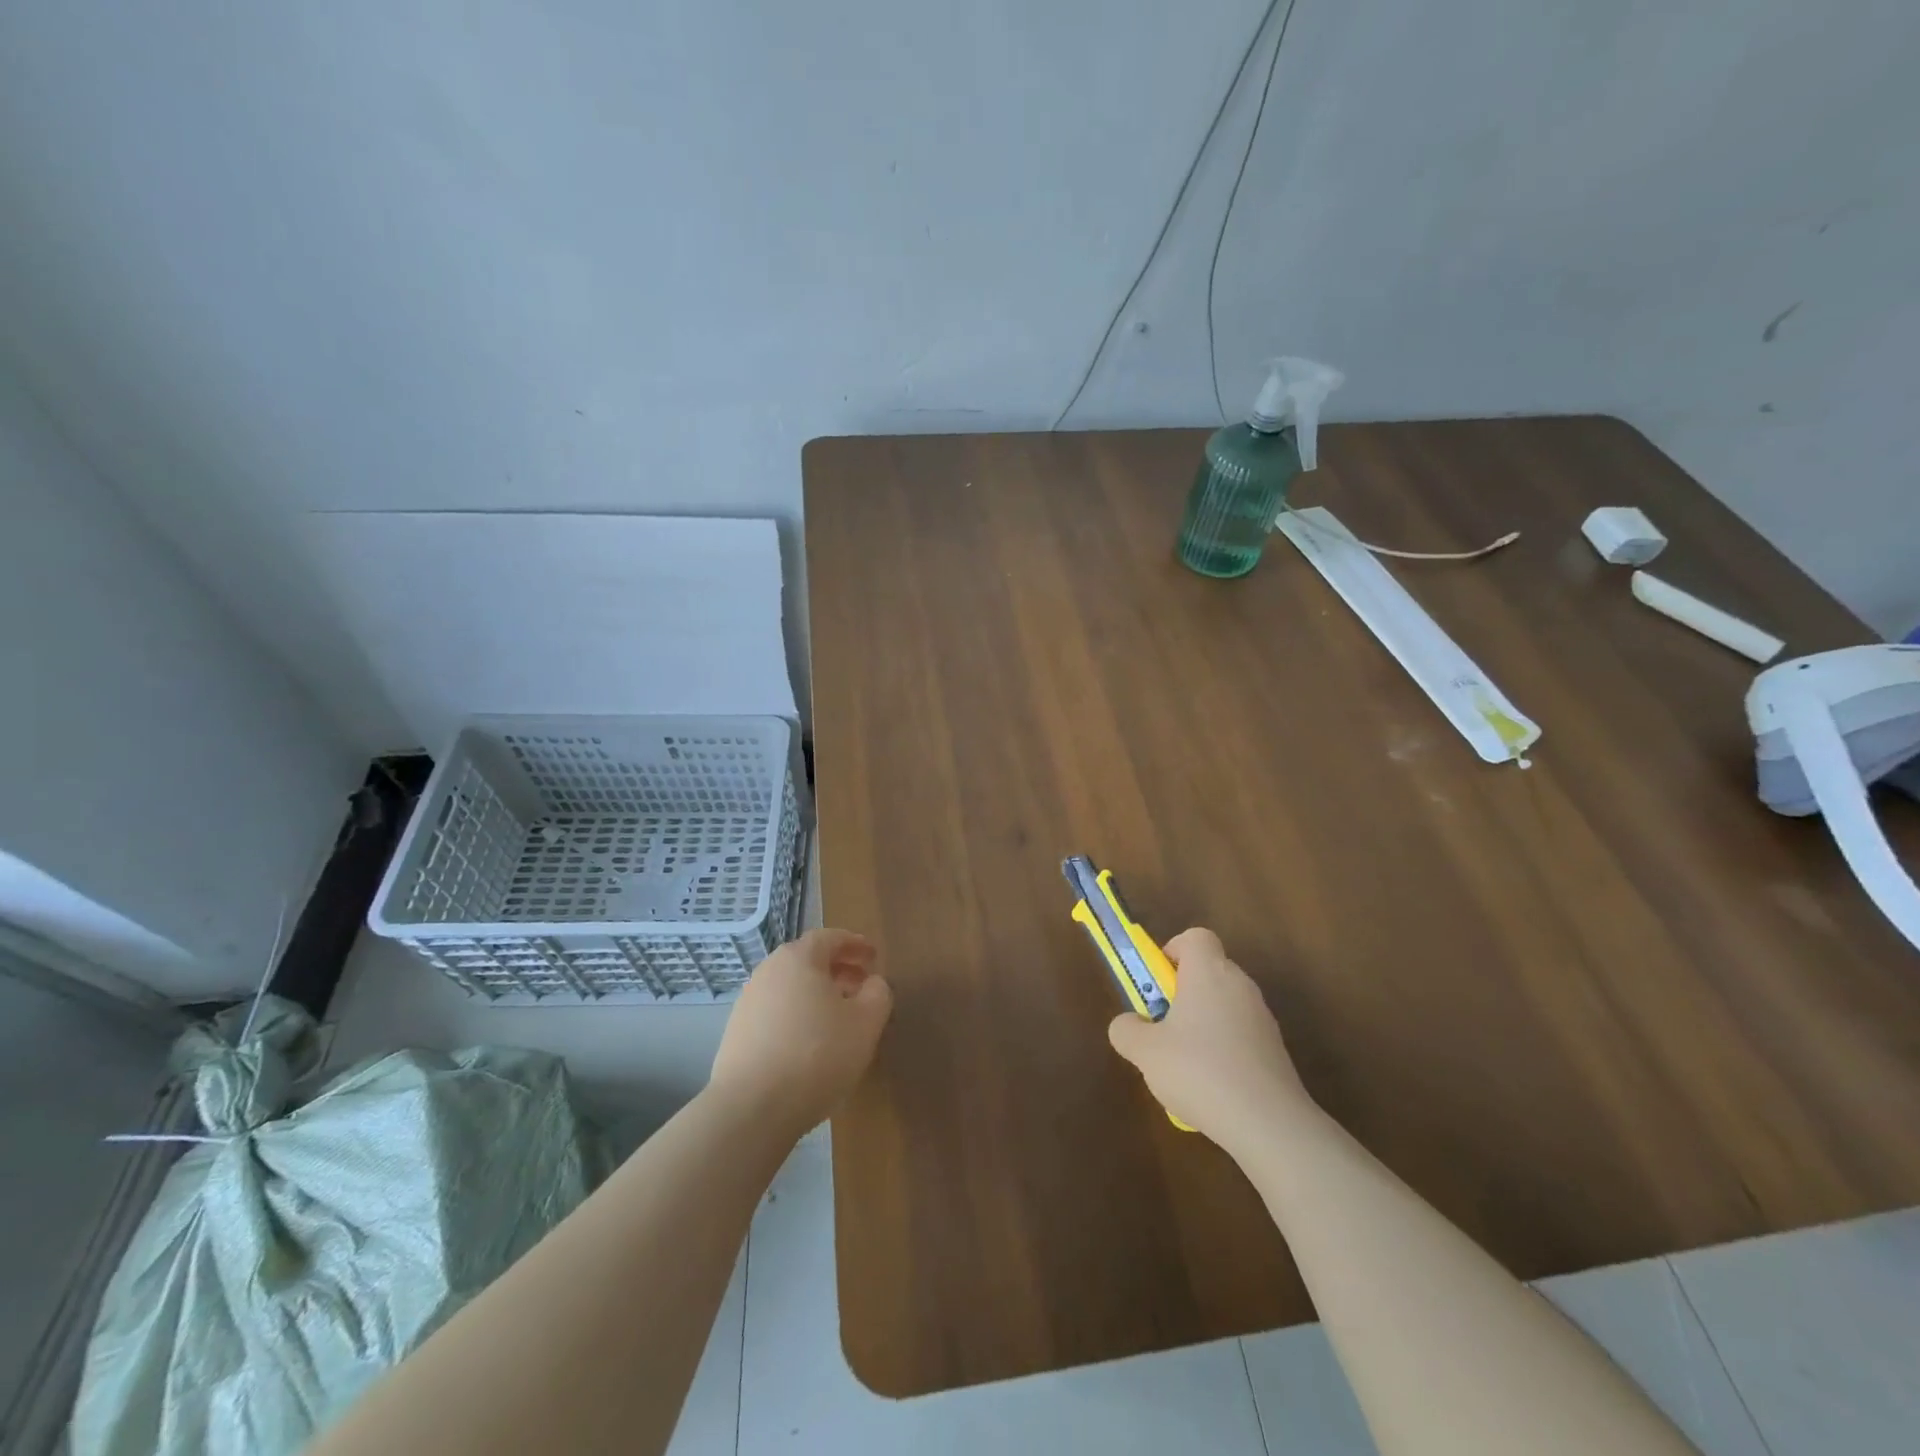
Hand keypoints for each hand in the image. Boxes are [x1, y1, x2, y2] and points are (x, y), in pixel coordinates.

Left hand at [708, 928, 892, 1136]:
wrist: (751, 1108)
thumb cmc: (817, 1054)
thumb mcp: (866, 1023)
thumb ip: (878, 994)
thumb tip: (873, 983)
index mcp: (799, 958)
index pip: (830, 937)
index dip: (855, 944)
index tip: (874, 957)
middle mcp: (768, 971)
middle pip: (808, 960)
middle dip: (838, 970)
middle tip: (861, 986)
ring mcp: (747, 1002)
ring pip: (791, 988)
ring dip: (817, 995)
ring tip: (839, 1019)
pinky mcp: (736, 1034)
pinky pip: (776, 1013)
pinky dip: (797, 1017)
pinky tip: (810, 1045)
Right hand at [1107, 927, 1309, 1147]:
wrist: (1269, 1123)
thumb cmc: (1199, 1071)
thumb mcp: (1144, 1052)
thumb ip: (1126, 1030)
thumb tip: (1128, 1024)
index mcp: (1208, 972)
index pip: (1196, 937)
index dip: (1173, 951)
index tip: (1157, 982)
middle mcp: (1240, 985)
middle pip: (1208, 972)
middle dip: (1182, 993)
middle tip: (1161, 1026)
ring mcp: (1262, 1018)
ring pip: (1224, 1006)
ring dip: (1201, 1024)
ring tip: (1183, 1066)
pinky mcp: (1276, 1050)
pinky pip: (1240, 1036)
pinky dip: (1223, 1051)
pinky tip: (1210, 1089)